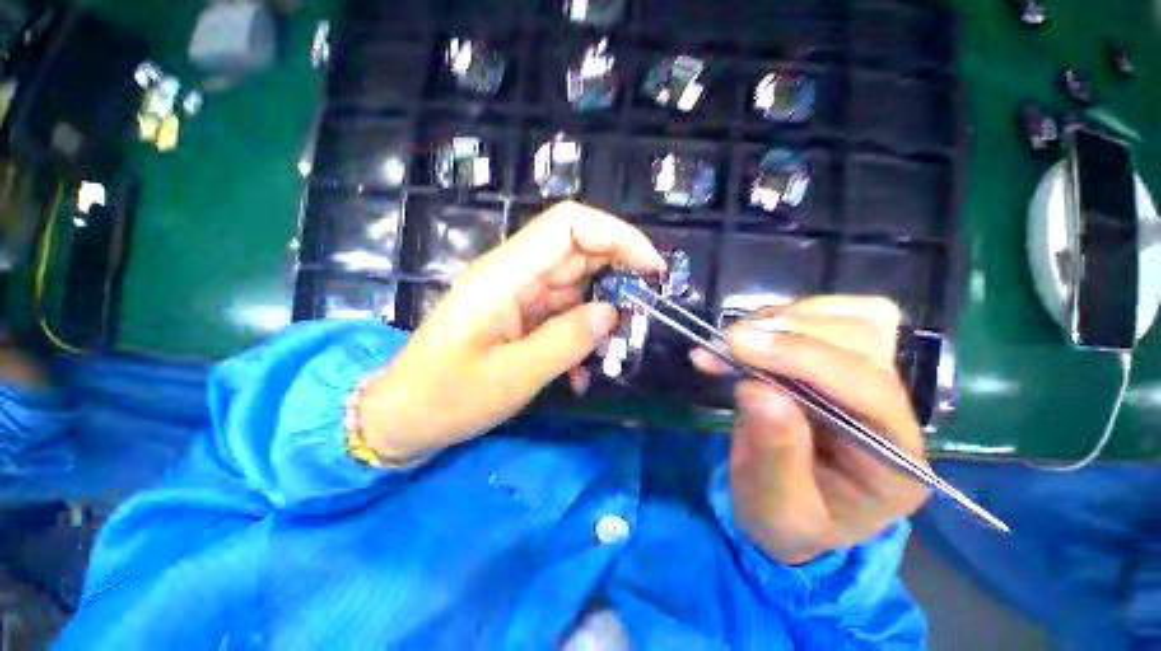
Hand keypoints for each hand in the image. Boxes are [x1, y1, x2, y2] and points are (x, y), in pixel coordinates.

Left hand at [360, 201, 664, 461]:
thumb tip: (612, 312)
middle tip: (649, 307)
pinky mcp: (523, 313)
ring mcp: (519, 293)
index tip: (653, 267)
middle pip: (579, 249)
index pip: (568, 225)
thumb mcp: (511, 378)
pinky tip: (584, 367)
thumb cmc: (447, 397)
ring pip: (578, 281)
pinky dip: (584, 330)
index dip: (617, 235)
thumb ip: (564, 342)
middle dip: (621, 270)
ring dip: (605, 307)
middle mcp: (514, 273)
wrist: (406, 414)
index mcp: (504, 276)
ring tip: (619, 345)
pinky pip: (566, 309)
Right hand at [691, 297, 930, 564]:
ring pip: (852, 317)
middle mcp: (893, 410)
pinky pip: (825, 317)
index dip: (800, 357)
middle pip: (867, 337)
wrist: (788, 511)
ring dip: (784, 319)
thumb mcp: (775, 506)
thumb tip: (759, 389)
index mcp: (893, 459)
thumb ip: (775, 453)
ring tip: (735, 341)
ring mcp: (870, 380)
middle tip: (730, 343)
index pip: (865, 386)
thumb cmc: (785, 519)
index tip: (735, 345)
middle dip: (791, 331)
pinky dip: (779, 318)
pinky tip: (746, 339)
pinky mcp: (839, 363)